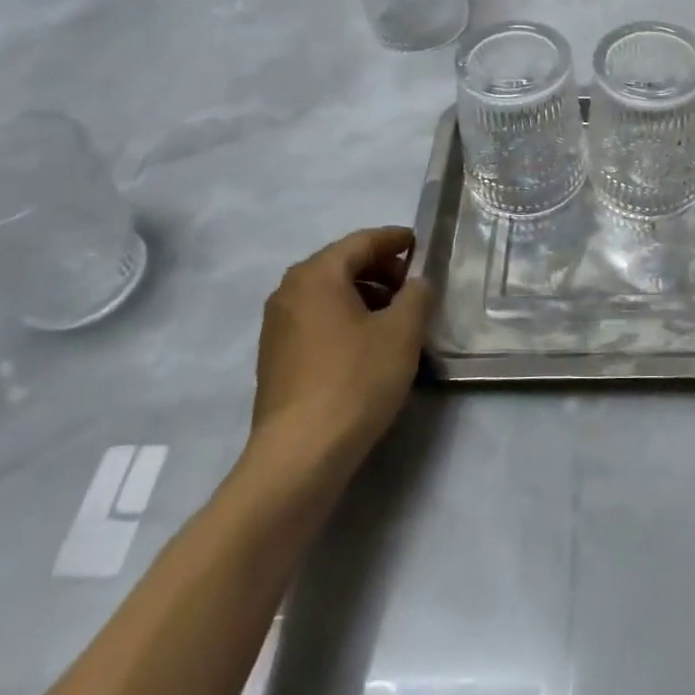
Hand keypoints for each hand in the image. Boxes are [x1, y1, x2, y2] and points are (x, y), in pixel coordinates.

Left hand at [245, 227, 431, 467]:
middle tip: (412, 284)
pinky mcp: (275, 359)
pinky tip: (368, 343)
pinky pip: (316, 320)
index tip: (418, 243)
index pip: (362, 241)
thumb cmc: (355, 380)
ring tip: (396, 316)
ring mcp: (277, 327)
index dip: (394, 240)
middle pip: (341, 264)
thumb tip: (416, 283)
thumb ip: (417, 295)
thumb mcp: (402, 332)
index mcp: (317, 274)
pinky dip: (344, 318)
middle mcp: (289, 291)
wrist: (300, 455)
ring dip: (363, 295)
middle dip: (379, 269)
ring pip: (328, 294)